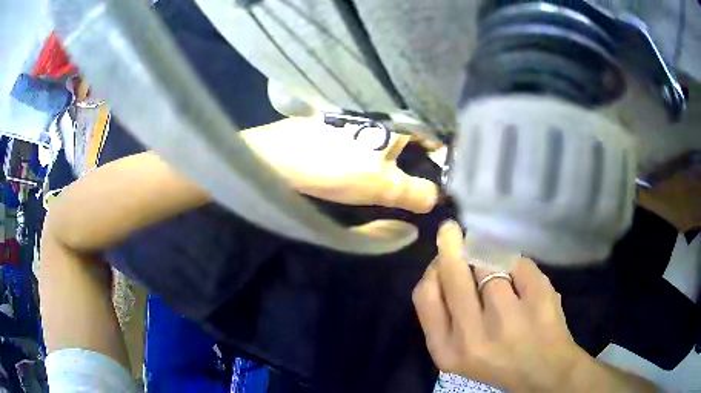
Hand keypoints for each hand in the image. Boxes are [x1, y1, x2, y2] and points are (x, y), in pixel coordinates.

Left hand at [241, 117, 438, 212]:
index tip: (445, 181)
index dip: (445, 159)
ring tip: (407, 179)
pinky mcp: (344, 120)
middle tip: (427, 184)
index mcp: (399, 120)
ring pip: (394, 135)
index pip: (437, 135)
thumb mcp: (382, 186)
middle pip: (416, 135)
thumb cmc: (334, 167)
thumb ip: (417, 193)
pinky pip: (374, 136)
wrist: (278, 156)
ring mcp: (362, 113)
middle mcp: (384, 110)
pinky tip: (378, 166)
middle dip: (424, 159)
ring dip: (403, 156)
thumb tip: (436, 198)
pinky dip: (382, 151)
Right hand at [412, 221, 585, 391]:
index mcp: (447, 350)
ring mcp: (509, 317)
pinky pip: (518, 261)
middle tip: (451, 230)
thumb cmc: (497, 361)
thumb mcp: (457, 352)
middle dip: (451, 245)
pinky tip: (523, 283)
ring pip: (488, 261)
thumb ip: (444, 315)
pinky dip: (517, 265)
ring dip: (489, 259)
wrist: (544, 371)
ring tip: (498, 272)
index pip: (425, 295)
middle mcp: (473, 336)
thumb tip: (445, 257)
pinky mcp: (539, 298)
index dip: (432, 270)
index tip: (442, 260)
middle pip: (453, 273)